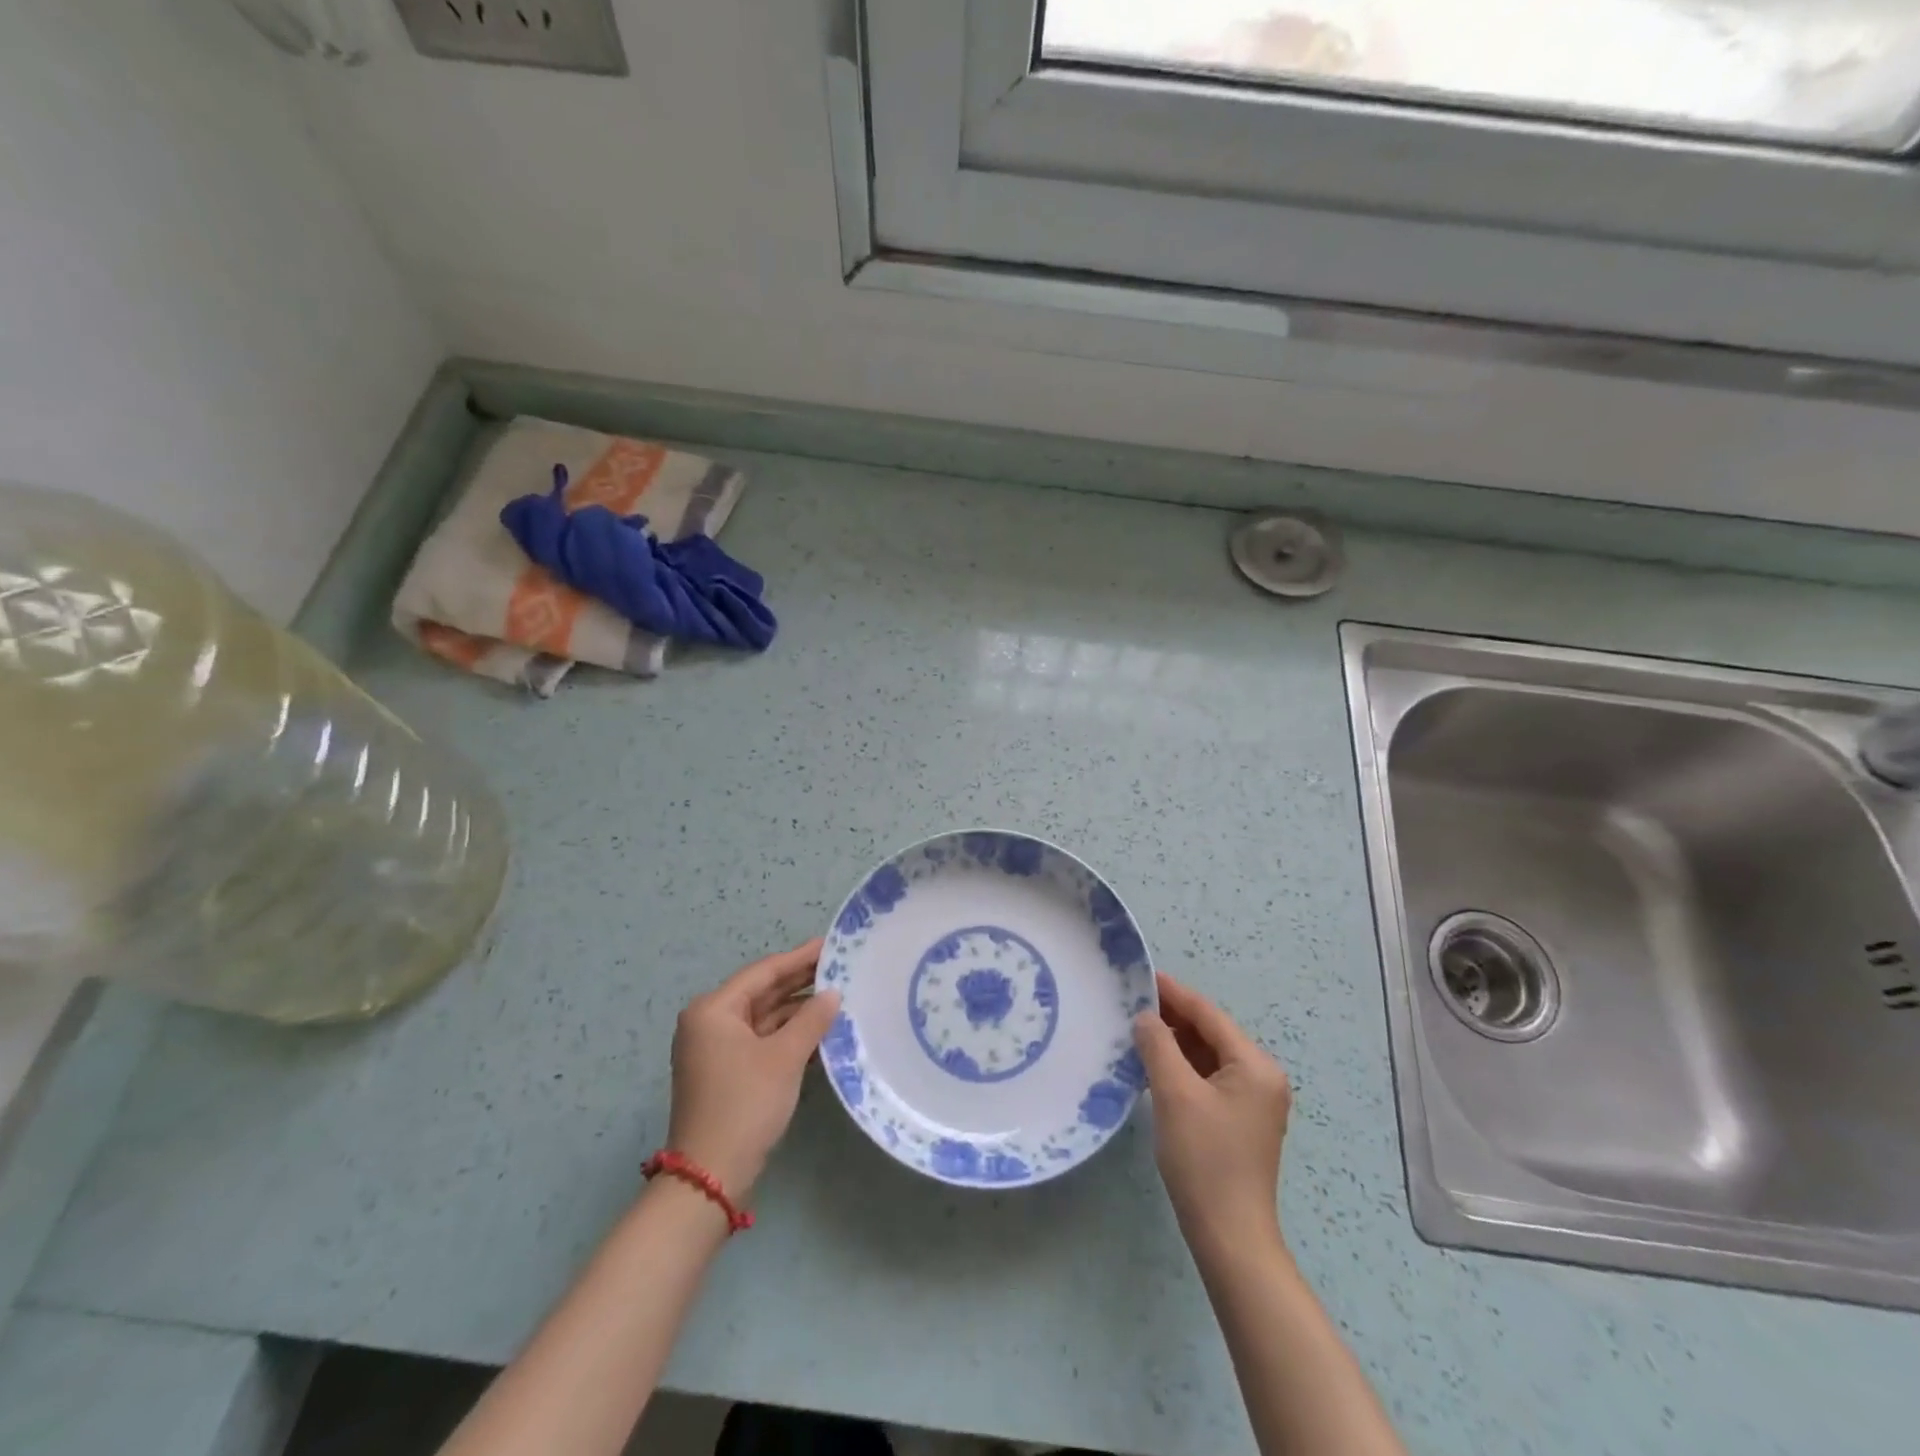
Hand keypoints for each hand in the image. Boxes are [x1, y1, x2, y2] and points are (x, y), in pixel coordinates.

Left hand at [666, 940, 841, 1199]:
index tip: (829, 944)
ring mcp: (715, 1049)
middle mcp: (709, 1023)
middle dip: (799, 982)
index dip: (799, 958)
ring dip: (796, 1010)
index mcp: (713, 1010)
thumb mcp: (784, 1057)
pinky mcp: (725, 1072)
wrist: (710, 1175)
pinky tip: (819, 1030)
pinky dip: (787, 1034)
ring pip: (762, 1018)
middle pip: (761, 993)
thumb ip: (811, 1019)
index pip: (763, 973)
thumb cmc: (745, 1103)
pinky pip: (760, 1040)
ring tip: (836, 996)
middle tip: (838, 966)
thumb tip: (833, 994)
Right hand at [1132, 970, 1291, 1256]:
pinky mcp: (1239, 1122)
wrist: (1230, 1237)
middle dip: (1172, 1017)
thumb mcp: (1174, 1094)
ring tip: (1136, 1028)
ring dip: (1175, 1043)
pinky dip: (1182, 1068)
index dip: (1174, 993)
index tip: (1142, 975)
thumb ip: (1158, 1045)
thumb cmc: (1204, 1159)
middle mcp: (1261, 1077)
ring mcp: (1253, 1102)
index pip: (1208, 1015)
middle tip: (1131, 1002)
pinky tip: (1153, 1065)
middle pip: (1211, 1033)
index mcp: (1255, 1065)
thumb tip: (1145, 1016)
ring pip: (1208, 1057)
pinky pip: (1208, 1079)